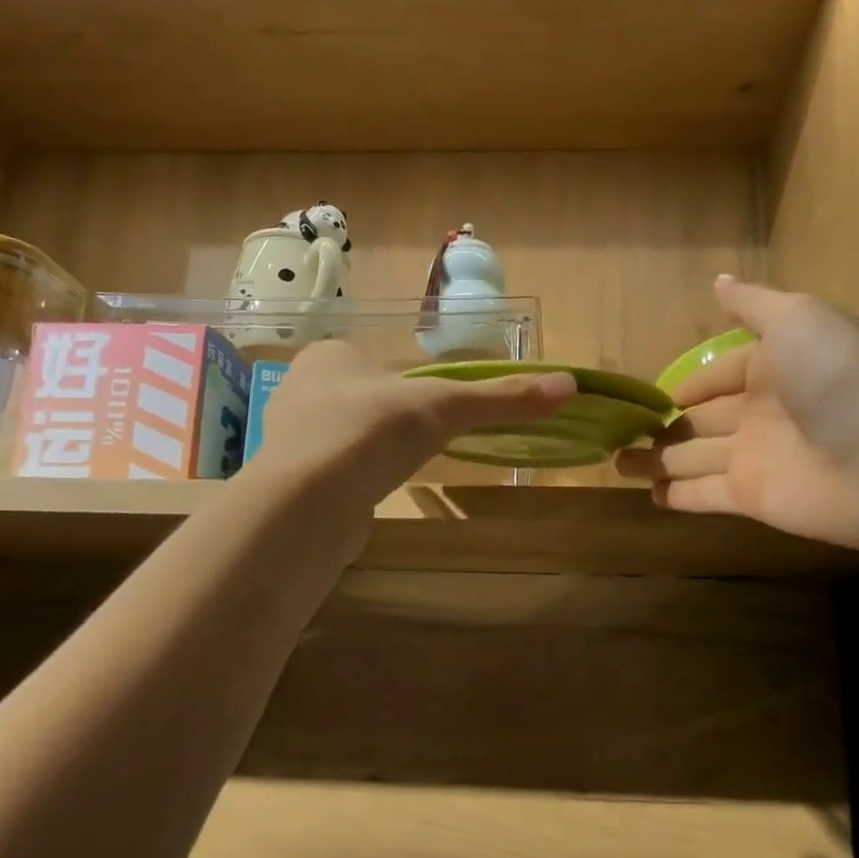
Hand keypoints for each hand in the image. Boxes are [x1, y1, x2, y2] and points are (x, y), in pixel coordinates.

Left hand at [253, 340, 574, 509]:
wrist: (308, 502)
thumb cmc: (374, 432)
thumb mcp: (446, 407)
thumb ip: (502, 398)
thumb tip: (570, 385)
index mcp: (330, 355)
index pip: (377, 360)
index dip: (408, 383)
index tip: (433, 408)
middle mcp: (301, 387)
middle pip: (361, 397)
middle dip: (390, 418)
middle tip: (420, 440)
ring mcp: (288, 436)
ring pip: (344, 435)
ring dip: (370, 449)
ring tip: (395, 468)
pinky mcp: (288, 480)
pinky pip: (331, 470)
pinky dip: (354, 478)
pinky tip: (369, 493)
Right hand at [616, 277, 858, 551]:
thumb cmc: (839, 377)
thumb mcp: (798, 319)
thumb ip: (753, 305)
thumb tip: (718, 280)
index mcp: (776, 366)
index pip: (722, 374)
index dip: (692, 382)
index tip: (656, 393)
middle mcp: (763, 413)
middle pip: (704, 420)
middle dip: (667, 424)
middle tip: (623, 430)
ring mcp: (756, 458)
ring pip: (695, 458)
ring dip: (659, 460)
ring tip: (619, 463)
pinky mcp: (751, 498)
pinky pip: (704, 494)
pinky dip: (677, 495)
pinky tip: (649, 494)